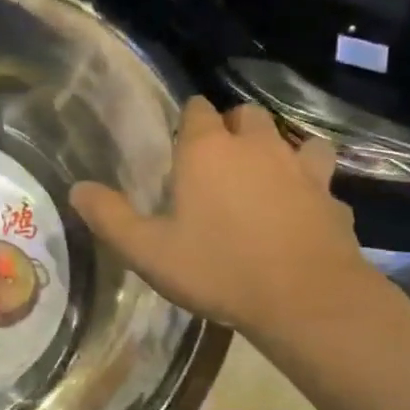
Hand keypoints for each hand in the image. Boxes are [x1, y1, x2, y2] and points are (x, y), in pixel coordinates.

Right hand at [70, 97, 372, 340]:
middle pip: (246, 115)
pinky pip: (319, 178)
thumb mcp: (148, 251)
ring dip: (276, 149)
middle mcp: (256, 146)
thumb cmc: (218, 269)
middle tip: (217, 162)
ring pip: (291, 138)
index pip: (197, 109)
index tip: (179, 146)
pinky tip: (300, 209)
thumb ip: (110, 217)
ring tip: (263, 177)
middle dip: (231, 128)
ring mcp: (300, 168)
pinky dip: (308, 185)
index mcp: (207, 150)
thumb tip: (77, 189)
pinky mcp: (332, 196)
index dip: (188, 121)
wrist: (306, 299)